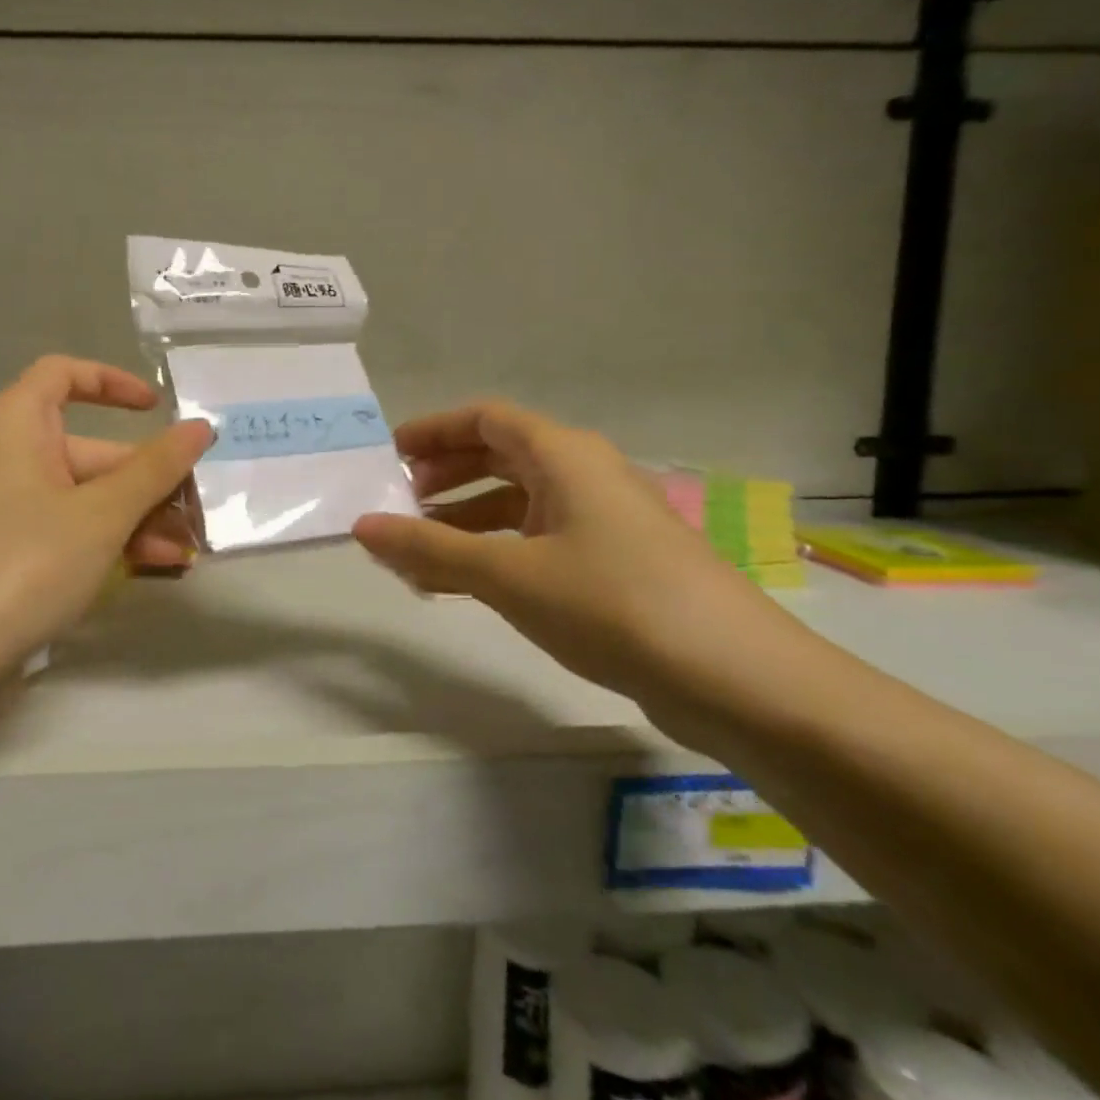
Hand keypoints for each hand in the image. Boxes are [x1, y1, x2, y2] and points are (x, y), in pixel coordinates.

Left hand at [0, 356, 211, 683]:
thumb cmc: (22, 564)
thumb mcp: (102, 514)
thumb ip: (156, 469)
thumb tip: (200, 427)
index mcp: (13, 424)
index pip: (63, 374)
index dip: (113, 383)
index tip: (157, 408)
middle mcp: (2, 457)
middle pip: (86, 450)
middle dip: (145, 481)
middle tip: (195, 514)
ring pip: (79, 497)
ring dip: (134, 519)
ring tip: (182, 554)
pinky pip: (61, 530)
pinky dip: (102, 542)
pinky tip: (147, 570)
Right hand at [352, 400, 806, 715]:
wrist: (738, 680)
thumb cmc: (613, 603)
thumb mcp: (508, 574)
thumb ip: (429, 548)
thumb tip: (362, 526)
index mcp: (564, 455)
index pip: (485, 418)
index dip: (433, 430)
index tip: (388, 455)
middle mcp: (585, 476)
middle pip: (500, 456)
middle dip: (445, 476)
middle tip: (398, 503)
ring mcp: (603, 522)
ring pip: (517, 503)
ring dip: (465, 521)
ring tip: (418, 553)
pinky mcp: (614, 566)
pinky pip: (537, 541)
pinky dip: (495, 553)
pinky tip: (466, 585)